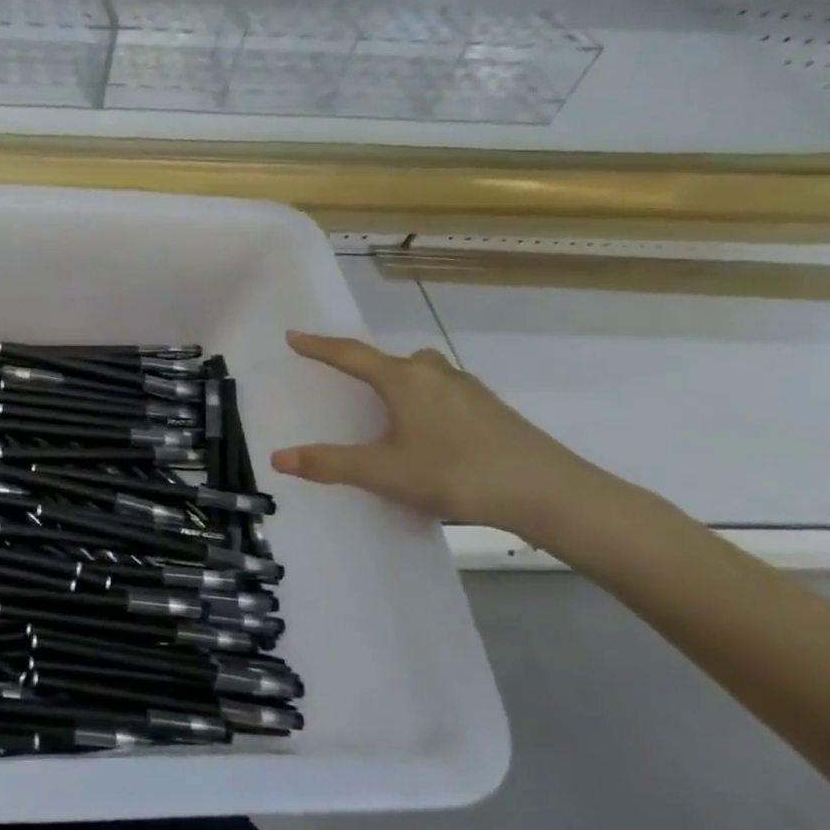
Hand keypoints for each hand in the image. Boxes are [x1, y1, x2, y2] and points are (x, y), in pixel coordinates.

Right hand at [269, 332, 599, 536]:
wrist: (550, 493)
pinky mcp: (492, 411)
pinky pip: (445, 392)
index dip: (319, 347)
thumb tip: (278, 457)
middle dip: (364, 364)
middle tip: (342, 376)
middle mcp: (435, 375)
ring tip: (385, 405)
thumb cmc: (457, 473)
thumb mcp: (384, 472)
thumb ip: (330, 463)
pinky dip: (425, 400)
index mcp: (404, 381)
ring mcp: (469, 391)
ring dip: (399, 380)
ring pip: (423, 373)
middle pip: (391, 359)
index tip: (294, 336)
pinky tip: (428, 431)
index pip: (351, 355)